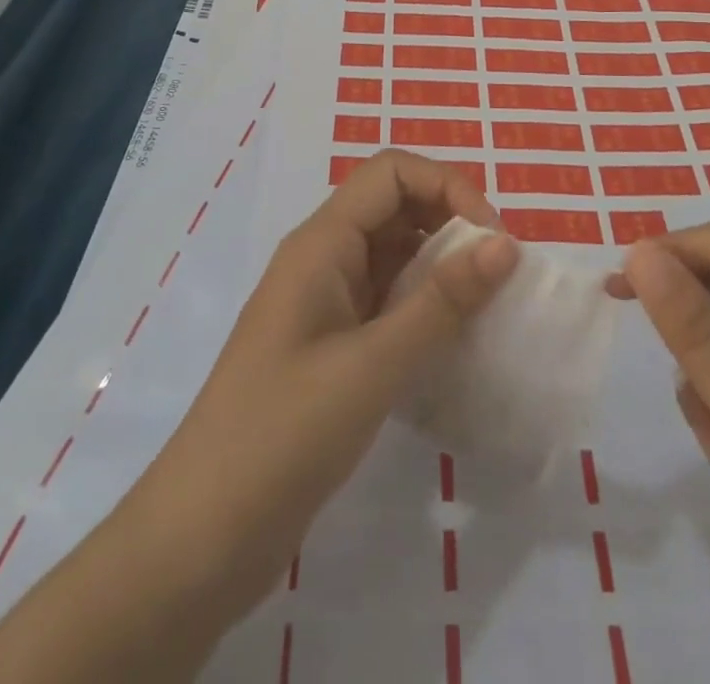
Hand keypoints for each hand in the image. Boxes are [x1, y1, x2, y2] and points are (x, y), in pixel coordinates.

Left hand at [0, 150, 518, 683]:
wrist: (202, 536)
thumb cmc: (283, 434)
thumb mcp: (372, 366)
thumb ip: (441, 302)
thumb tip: (506, 244)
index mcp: (321, 242)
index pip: (392, 173)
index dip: (447, 187)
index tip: (493, 240)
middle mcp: (323, 258)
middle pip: (394, 207)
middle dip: (450, 223)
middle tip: (498, 274)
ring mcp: (324, 303)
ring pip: (394, 255)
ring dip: (441, 267)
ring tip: (487, 307)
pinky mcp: (330, 345)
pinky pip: (387, 301)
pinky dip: (424, 307)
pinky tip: (455, 342)